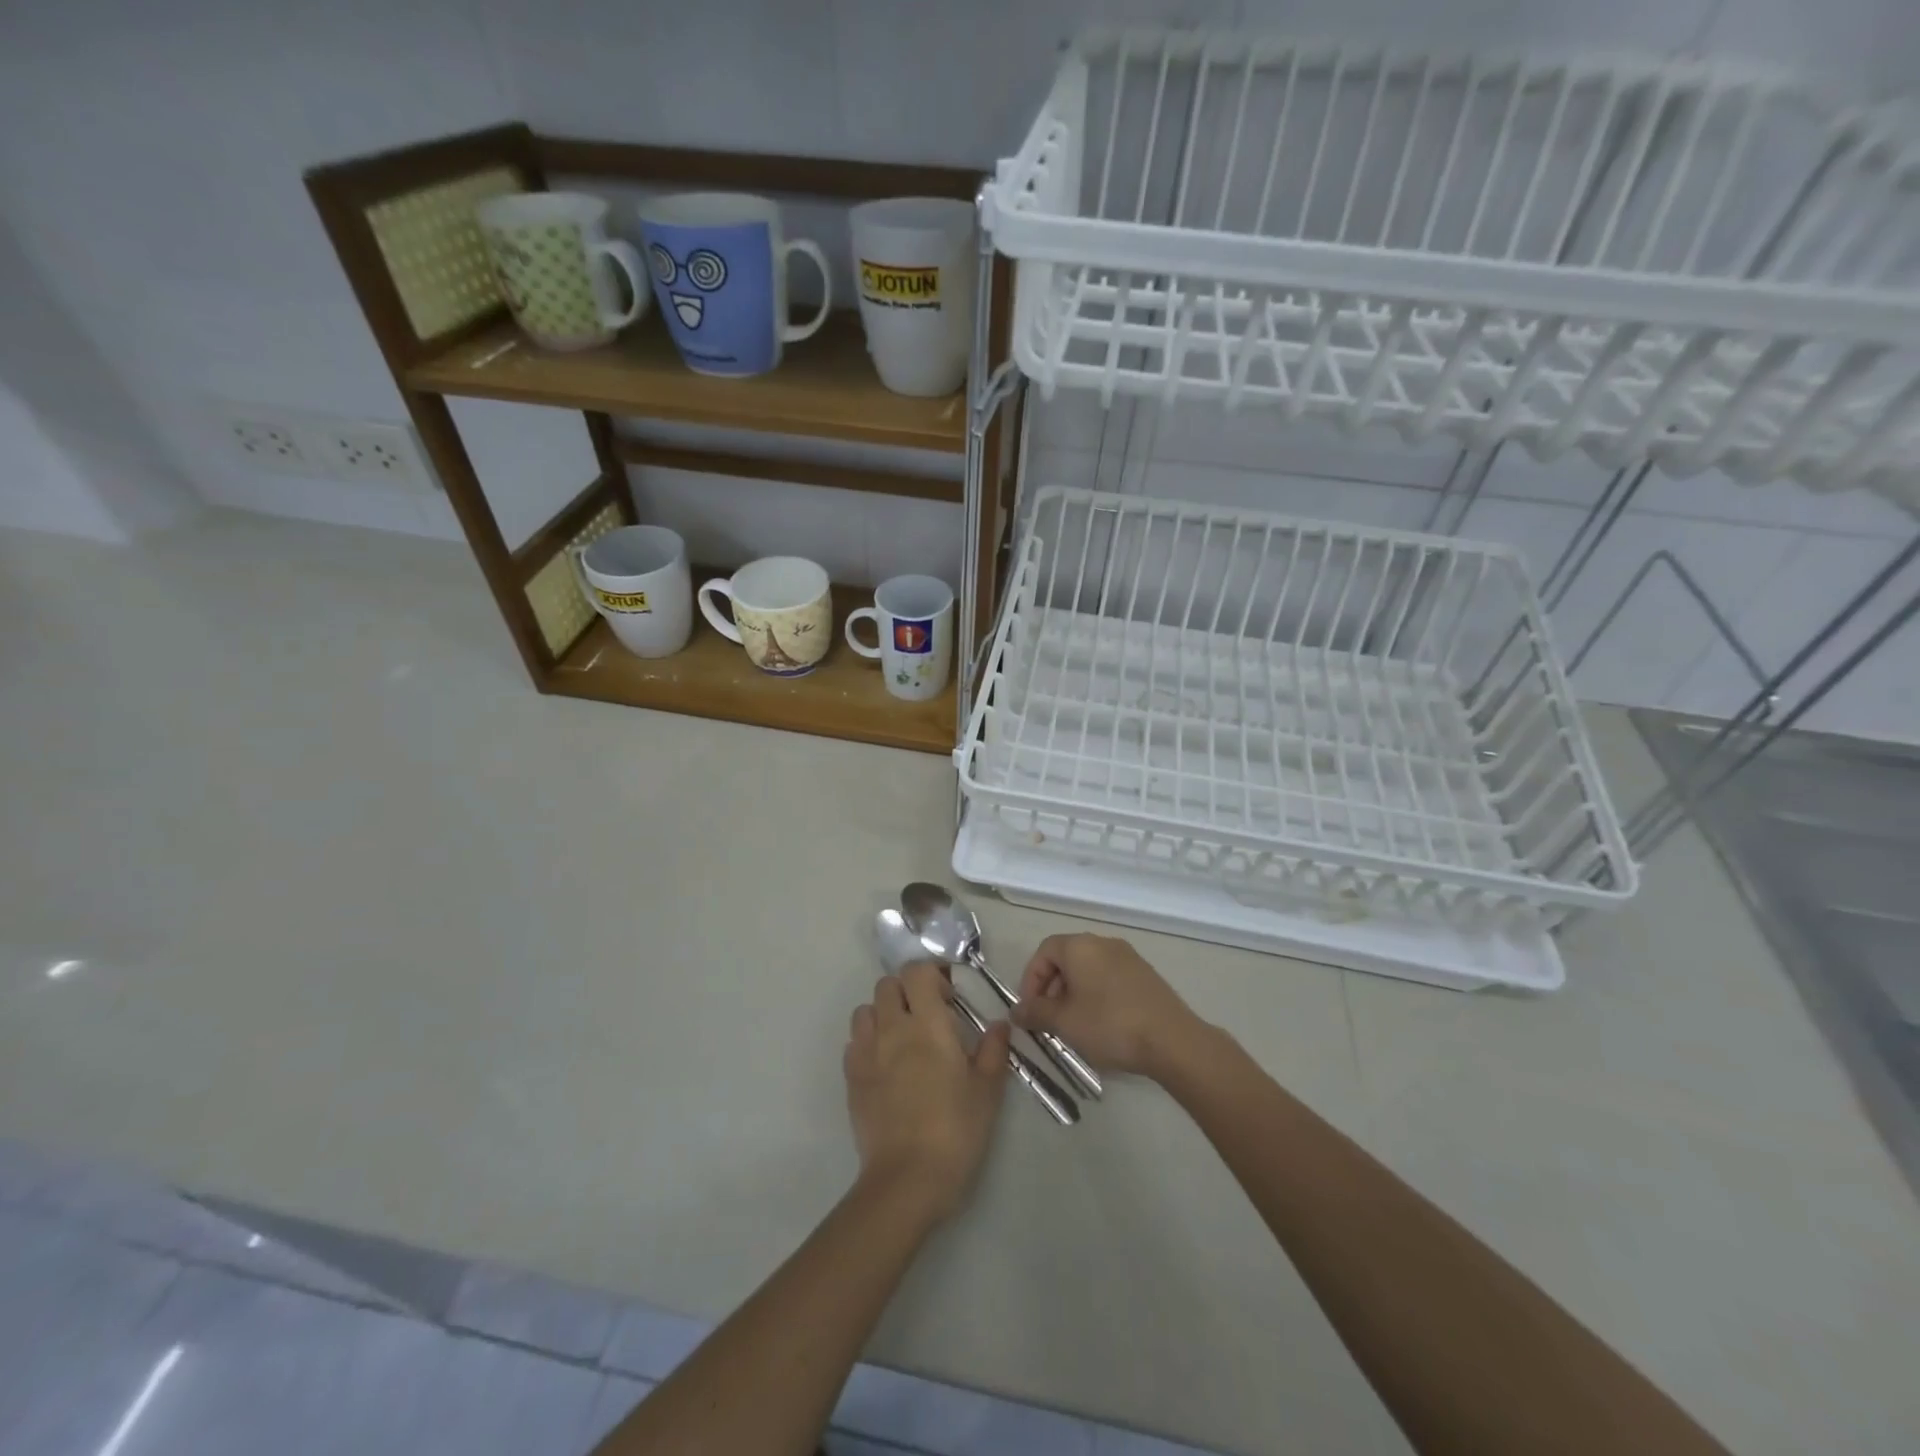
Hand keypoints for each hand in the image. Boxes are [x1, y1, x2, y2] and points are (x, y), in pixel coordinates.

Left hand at [844, 964, 1010, 1221]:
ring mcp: (866, 1053)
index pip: (917, 972)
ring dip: (883, 1014)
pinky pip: (854, 1043)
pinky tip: (885, 1065)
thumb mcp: (987, 1091)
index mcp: (927, 1024)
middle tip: (928, 1016)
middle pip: (887, 985)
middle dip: (907, 991)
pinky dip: (868, 1042)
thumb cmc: (955, 1131)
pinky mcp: (851, 1078)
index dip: (931, 975)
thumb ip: (994, 1051)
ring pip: (865, 1010)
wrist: (907, 1179)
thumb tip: (999, 1024)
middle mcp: (892, 1029)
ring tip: (903, 1038)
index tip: (948, 997)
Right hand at [1011, 933, 1206, 1079]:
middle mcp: (1103, 943)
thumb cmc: (1110, 1025)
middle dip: (1052, 987)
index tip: (1030, 1009)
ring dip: (1074, 992)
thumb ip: (1036, 1013)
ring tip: (1074, 1024)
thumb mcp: (1065, 1022)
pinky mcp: (1145, 974)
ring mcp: (1128, 957)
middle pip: (1066, 957)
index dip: (1031, 979)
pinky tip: (1102, 1023)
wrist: (1172, 1040)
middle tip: (1049, 1018)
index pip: (1044, 951)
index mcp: (1080, 946)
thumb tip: (1016, 1011)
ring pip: (1089, 968)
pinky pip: (1109, 977)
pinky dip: (1097, 994)